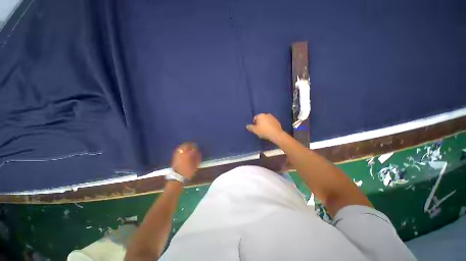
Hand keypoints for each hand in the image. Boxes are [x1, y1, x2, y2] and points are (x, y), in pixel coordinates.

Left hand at [171, 142, 201, 178]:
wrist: (177, 177)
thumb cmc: (188, 171)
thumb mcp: (196, 165)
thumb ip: (198, 158)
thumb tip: (199, 153)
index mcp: (188, 155)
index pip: (193, 148)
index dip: (195, 146)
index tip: (197, 146)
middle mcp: (182, 153)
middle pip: (186, 145)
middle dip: (190, 144)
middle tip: (193, 144)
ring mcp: (178, 154)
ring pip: (181, 147)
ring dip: (185, 145)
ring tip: (188, 145)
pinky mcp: (174, 157)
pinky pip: (178, 150)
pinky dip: (181, 148)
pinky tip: (183, 149)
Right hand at [246, 113, 284, 142]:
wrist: (276, 134)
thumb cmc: (264, 131)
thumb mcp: (255, 130)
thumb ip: (250, 127)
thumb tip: (247, 126)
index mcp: (260, 115)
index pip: (255, 118)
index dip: (254, 123)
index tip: (255, 128)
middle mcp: (267, 114)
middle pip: (261, 118)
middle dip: (260, 123)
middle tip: (259, 129)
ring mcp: (273, 117)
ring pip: (266, 120)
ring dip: (265, 124)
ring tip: (265, 130)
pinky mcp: (277, 121)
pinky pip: (271, 123)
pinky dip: (270, 125)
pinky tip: (270, 130)